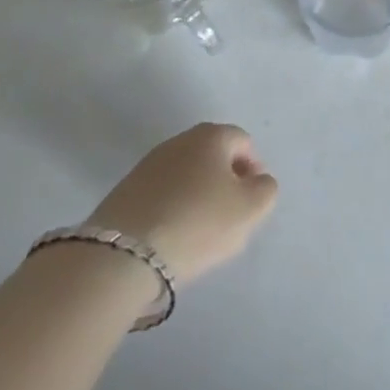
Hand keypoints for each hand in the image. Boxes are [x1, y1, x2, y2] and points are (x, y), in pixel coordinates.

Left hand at [88, 124, 278, 285]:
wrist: (123, 254)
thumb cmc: (197, 223)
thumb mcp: (249, 209)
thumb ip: (265, 190)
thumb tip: (257, 181)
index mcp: (212, 135)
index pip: (243, 142)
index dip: (253, 171)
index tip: (252, 204)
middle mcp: (180, 140)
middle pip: (213, 157)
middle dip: (225, 183)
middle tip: (229, 219)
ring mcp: (149, 164)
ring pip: (186, 176)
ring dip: (197, 197)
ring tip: (198, 234)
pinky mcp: (125, 190)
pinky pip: (161, 195)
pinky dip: (172, 210)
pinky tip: (171, 238)